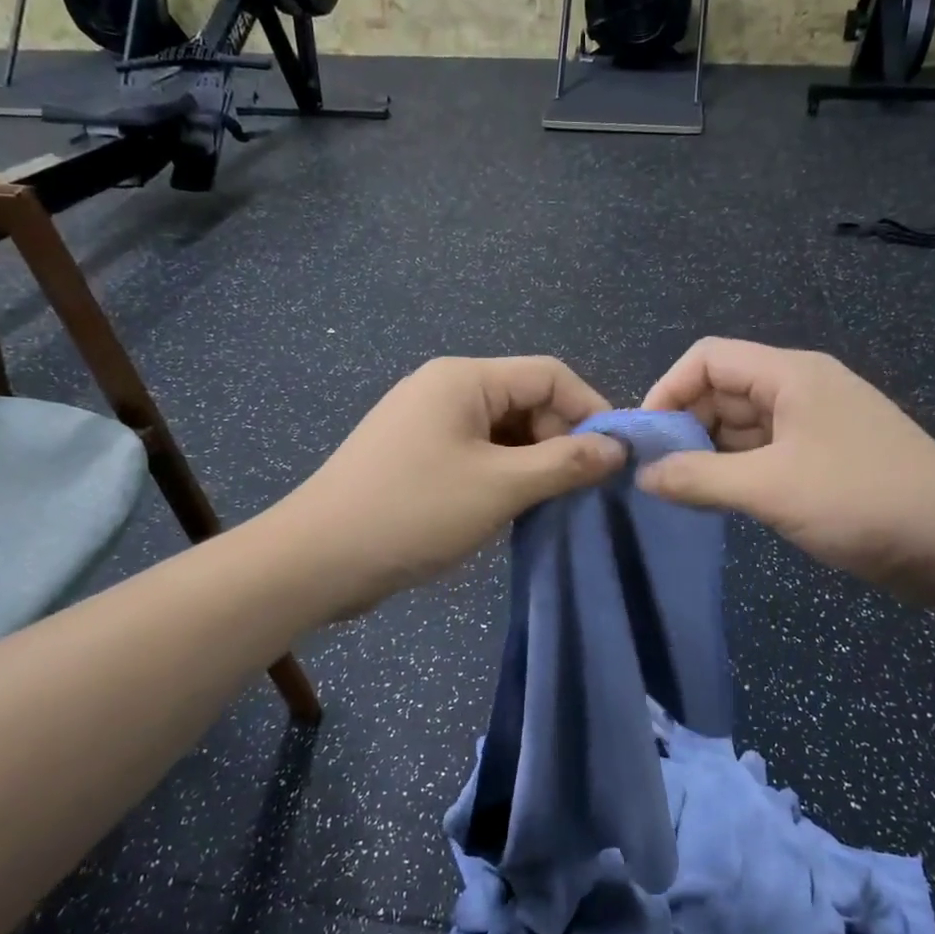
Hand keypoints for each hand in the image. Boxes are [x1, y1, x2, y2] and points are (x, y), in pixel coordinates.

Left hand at [281, 356, 624, 615]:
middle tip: (579, 490)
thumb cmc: (413, 512)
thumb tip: (617, 449)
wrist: (317, 559)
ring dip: (532, 462)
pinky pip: (475, 453)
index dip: (590, 409)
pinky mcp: (414, 455)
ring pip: (501, 431)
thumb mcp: (500, 487)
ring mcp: (425, 422)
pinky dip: (502, 475)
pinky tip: (510, 508)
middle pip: (525, 400)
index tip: (615, 458)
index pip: (548, 374)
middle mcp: (444, 388)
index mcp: (464, 379)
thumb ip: (564, 463)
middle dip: (559, 439)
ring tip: (550, 503)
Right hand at [638, 338, 934, 587]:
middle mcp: (799, 389)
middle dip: (684, 426)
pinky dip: (735, 472)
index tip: (645, 440)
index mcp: (789, 374)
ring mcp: (814, 425)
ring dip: (707, 453)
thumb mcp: (770, 488)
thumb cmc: (862, 501)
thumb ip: (699, 478)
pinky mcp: (823, 459)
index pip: (708, 359)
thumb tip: (642, 475)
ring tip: (679, 493)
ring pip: (741, 426)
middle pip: (722, 391)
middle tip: (656, 475)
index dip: (668, 390)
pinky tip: (717, 501)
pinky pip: (763, 453)